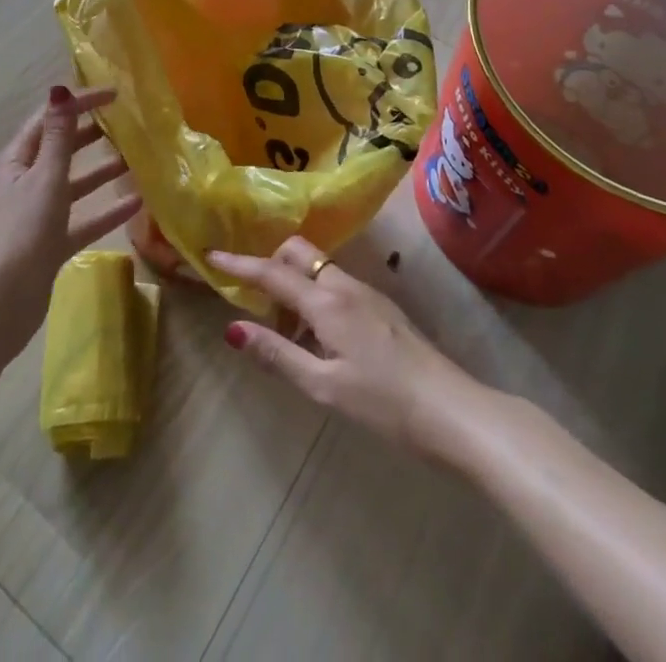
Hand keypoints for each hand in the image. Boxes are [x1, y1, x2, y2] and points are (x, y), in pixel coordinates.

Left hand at [0, 86, 141, 358]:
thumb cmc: (20, 232)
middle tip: (127, 123)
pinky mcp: (49, 245)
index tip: (115, 94)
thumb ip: (58, 137)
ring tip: (135, 159)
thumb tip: (60, 89)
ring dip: (100, 171)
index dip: (79, 103)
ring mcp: (36, 214)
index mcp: (17, 160)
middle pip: (60, 148)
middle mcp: (25, 181)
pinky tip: (136, 205)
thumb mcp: (44, 178)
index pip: (49, 118)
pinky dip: (105, 211)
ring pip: (73, 184)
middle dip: (90, 133)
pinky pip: (81, 220)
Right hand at [210, 238, 470, 453]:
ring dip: (294, 287)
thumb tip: (232, 329)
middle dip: (270, 265)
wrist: (454, 410)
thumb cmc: (384, 403)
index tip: (211, 256)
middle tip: (257, 303)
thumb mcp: (323, 386)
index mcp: (326, 301)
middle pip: (297, 254)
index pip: (272, 273)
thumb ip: (277, 354)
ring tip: (288, 334)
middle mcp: (344, 285)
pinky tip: (320, 340)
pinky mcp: (382, 307)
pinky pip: (336, 286)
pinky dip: (316, 299)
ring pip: (318, 270)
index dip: (239, 265)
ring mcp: (367, 293)